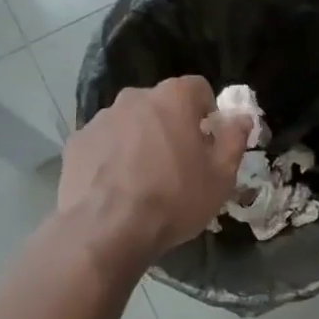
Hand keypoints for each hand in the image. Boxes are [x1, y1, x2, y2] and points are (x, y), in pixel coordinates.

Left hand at [60, 77, 249, 264]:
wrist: (106, 230)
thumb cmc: (174, 199)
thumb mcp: (220, 176)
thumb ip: (234, 140)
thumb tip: (241, 118)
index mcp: (173, 98)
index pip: (198, 88)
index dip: (207, 113)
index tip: (208, 142)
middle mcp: (135, 97)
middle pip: (161, 104)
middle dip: (172, 126)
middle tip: (178, 164)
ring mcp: (101, 118)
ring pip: (130, 122)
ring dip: (140, 140)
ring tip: (143, 180)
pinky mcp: (77, 142)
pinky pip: (104, 142)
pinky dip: (112, 157)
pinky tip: (116, 187)